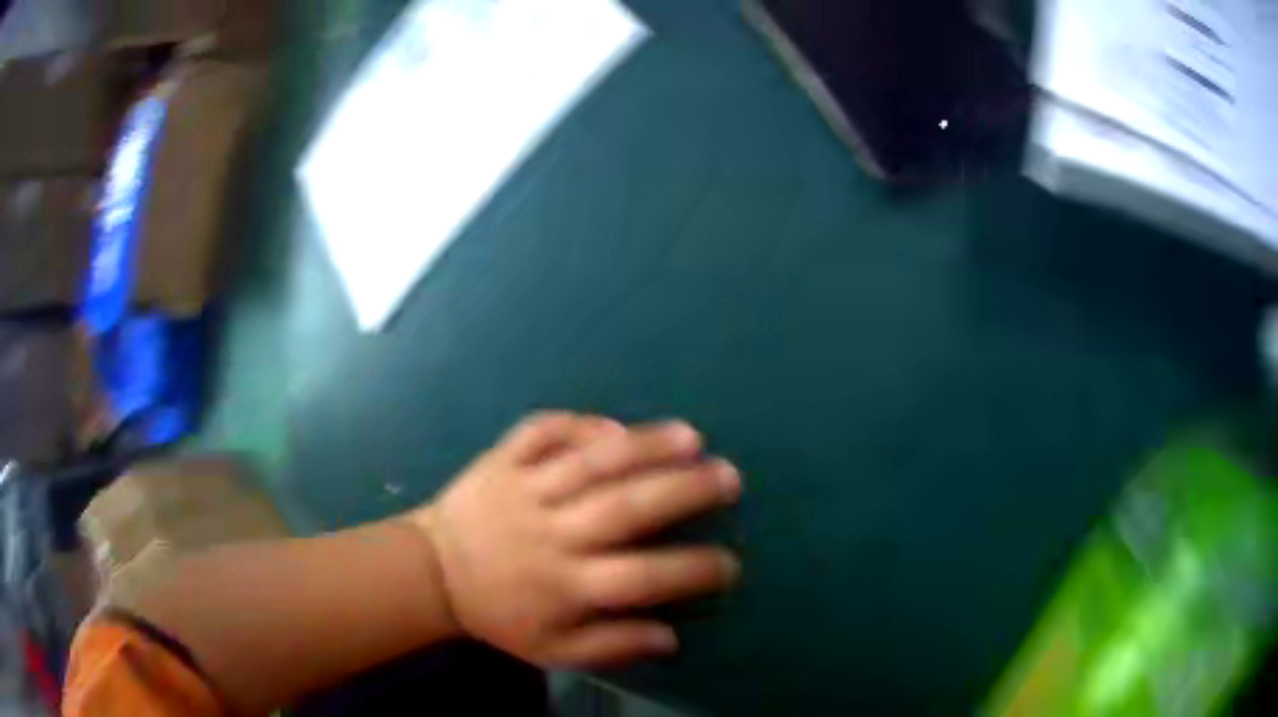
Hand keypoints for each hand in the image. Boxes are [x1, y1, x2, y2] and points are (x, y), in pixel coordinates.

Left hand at [411, 413, 741, 666]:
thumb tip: (672, 637)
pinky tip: (612, 424)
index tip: (731, 563)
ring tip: (691, 437)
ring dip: (644, 445)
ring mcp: (523, 489)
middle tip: (729, 476)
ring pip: (590, 461)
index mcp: (564, 585)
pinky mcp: (501, 460)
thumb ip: (611, 644)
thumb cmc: (498, 614)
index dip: (691, 571)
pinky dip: (578, 424)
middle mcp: (550, 534)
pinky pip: (541, 432)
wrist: (430, 572)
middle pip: (625, 508)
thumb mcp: (551, 650)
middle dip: (684, 489)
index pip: (640, 579)